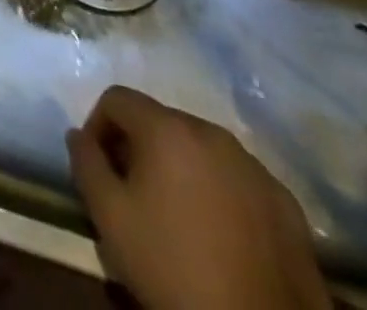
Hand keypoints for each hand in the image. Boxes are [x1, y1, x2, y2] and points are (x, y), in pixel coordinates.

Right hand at [68, 86, 330, 309]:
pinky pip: (238, 180)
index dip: (97, 126)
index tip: (98, 167)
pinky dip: (220, 193)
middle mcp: (212, 132)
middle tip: (133, 193)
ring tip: (176, 215)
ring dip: (180, 168)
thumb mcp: (109, 216)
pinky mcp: (288, 205)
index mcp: (167, 128)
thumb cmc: (174, 268)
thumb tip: (78, 135)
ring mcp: (256, 168)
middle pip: (160, 122)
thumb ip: (86, 163)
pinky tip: (219, 236)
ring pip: (201, 150)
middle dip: (139, 148)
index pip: (117, 99)